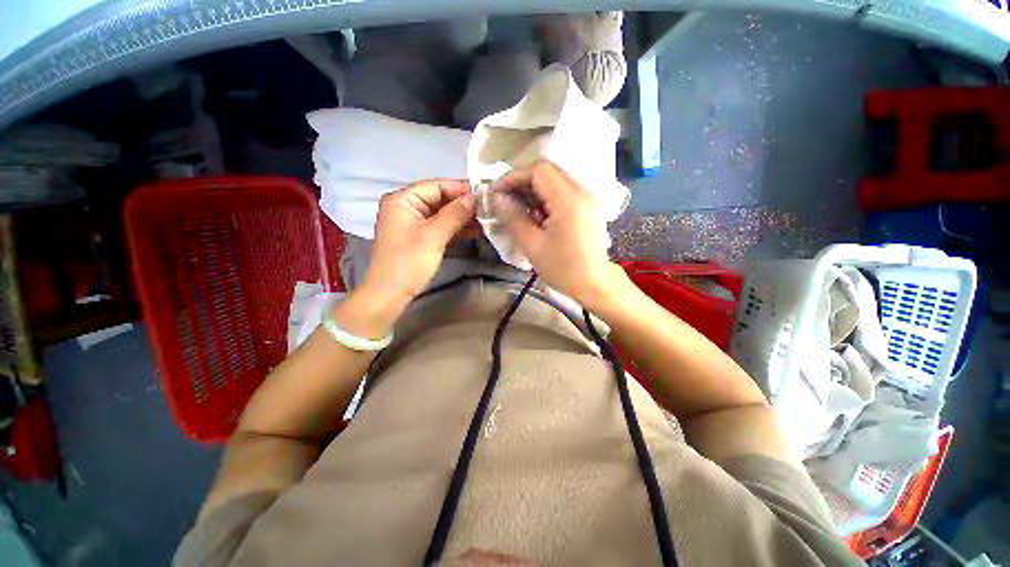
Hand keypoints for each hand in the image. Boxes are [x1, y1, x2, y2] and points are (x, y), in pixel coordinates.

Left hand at [359, 179, 476, 310]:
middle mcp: (406, 207)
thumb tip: (474, 198)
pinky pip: (440, 227)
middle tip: (487, 209)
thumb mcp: (433, 236)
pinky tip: (474, 231)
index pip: (435, 186)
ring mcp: (413, 223)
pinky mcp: (420, 238)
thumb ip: (454, 214)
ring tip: (484, 220)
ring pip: (442, 214)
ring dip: (462, 218)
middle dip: (463, 205)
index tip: (483, 194)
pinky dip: (455, 229)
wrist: (390, 294)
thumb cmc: (408, 262)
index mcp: (402, 200)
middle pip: (439, 199)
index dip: (460, 189)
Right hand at [493, 160, 622, 308]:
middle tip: (506, 199)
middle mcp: (582, 192)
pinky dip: (546, 198)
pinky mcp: (588, 207)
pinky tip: (537, 215)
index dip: (514, 176)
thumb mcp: (533, 245)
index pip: (539, 171)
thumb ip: (513, 218)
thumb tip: (498, 198)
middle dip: (523, 182)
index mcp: (569, 201)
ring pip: (555, 180)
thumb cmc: (563, 269)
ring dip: (534, 190)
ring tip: (519, 209)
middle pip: (548, 171)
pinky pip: (563, 192)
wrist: (595, 284)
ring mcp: (588, 198)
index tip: (498, 191)